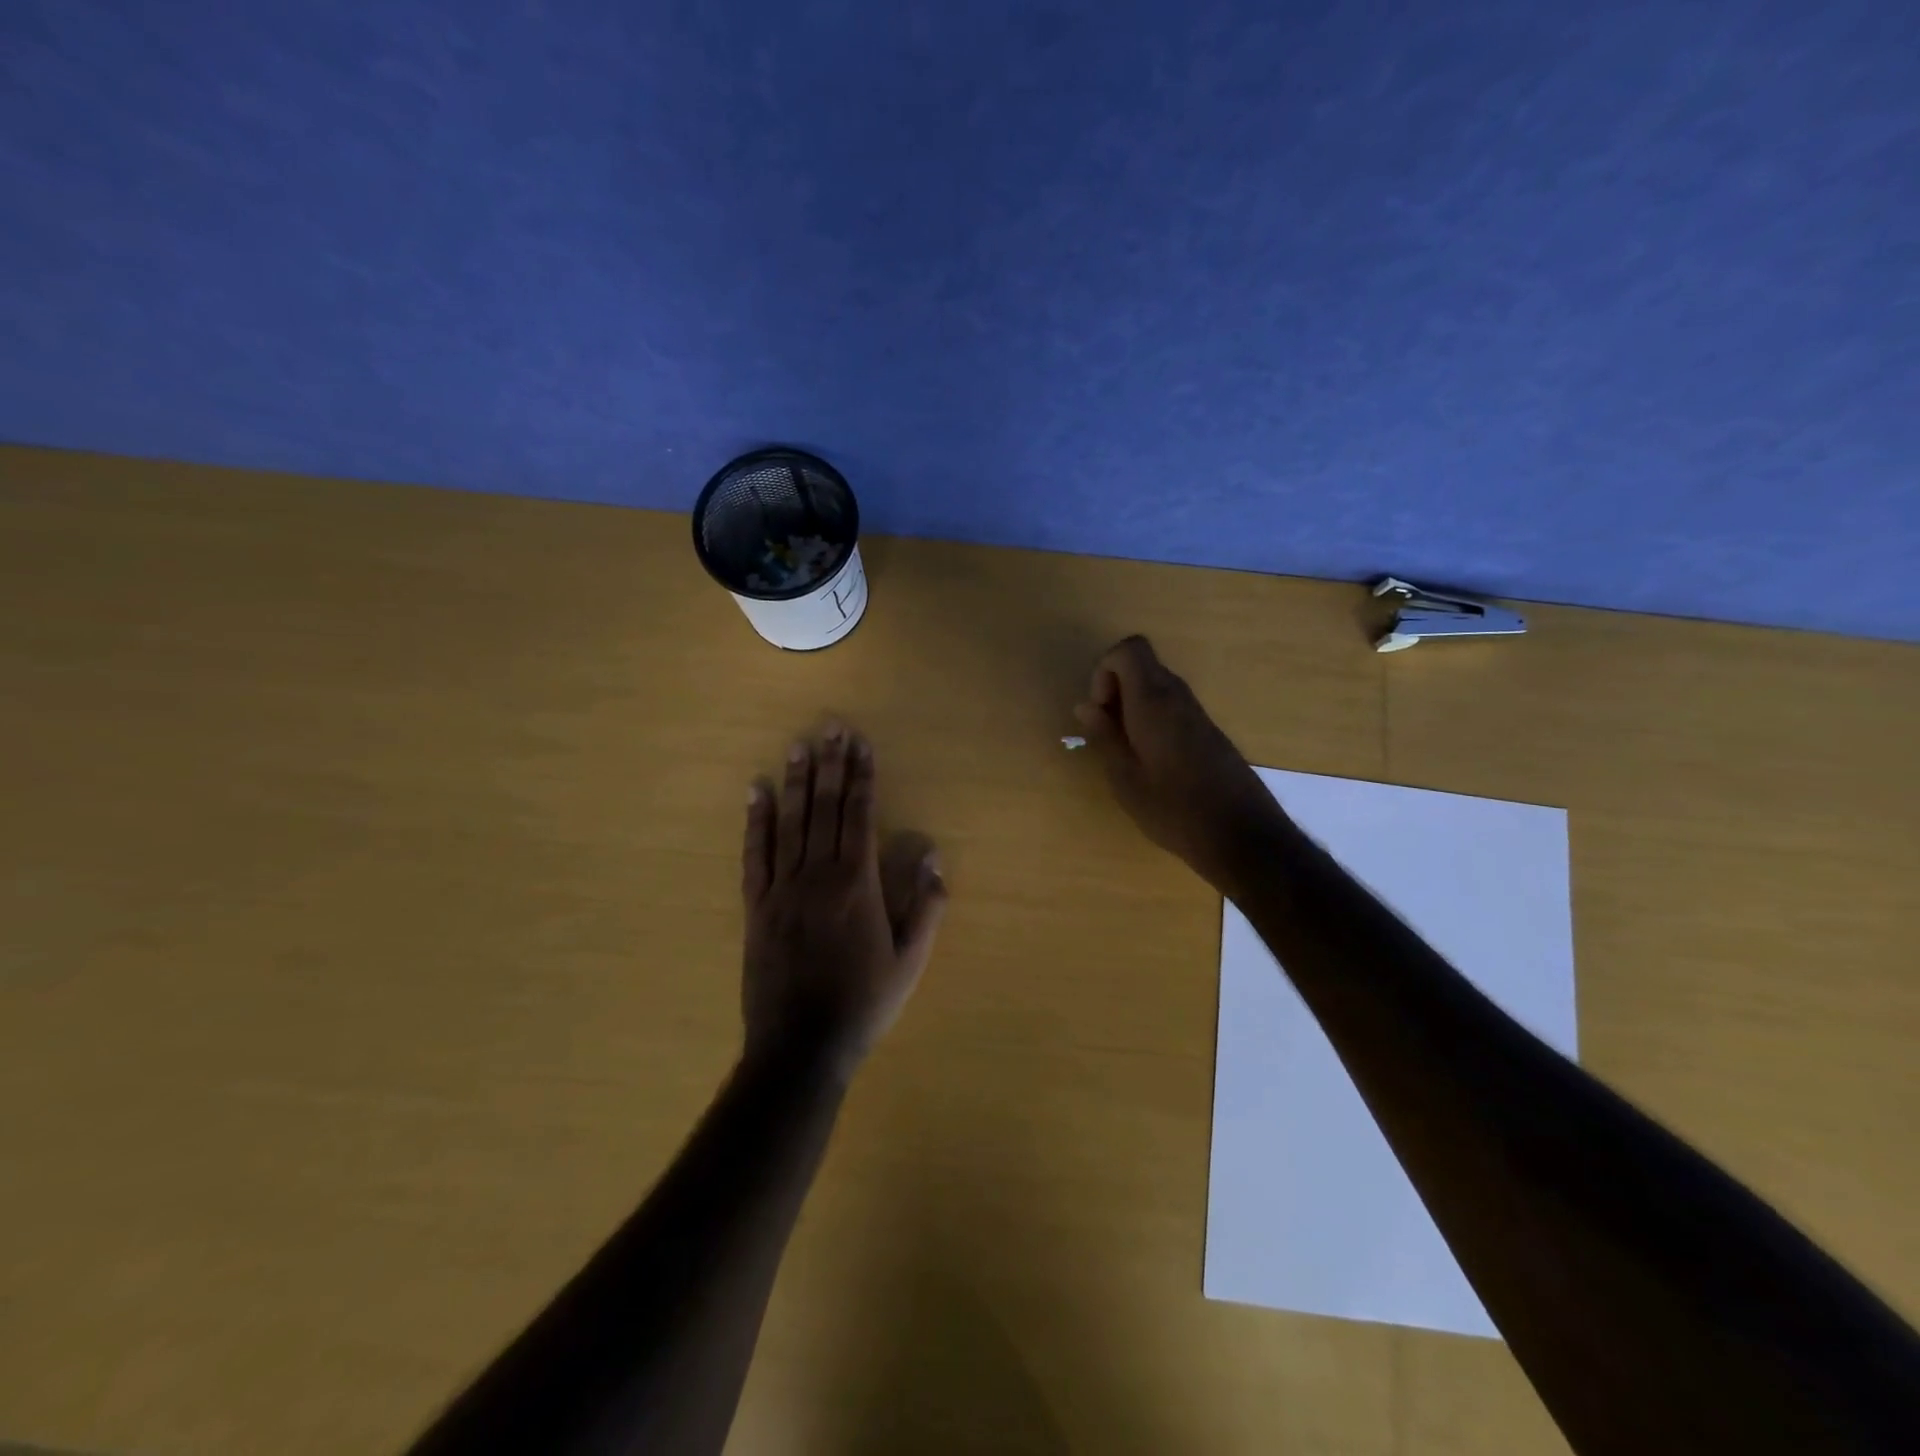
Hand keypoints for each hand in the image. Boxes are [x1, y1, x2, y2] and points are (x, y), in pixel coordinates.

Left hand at [740, 724, 946, 1079]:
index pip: (859, 815)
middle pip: (825, 808)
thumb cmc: (864, 1003)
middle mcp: (818, 875)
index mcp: (857, 884)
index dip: (862, 777)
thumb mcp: (910, 960)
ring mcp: (782, 888)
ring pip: (790, 822)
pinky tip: (757, 792)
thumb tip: (931, 854)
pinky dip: (756, 821)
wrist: (801, 1046)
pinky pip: (755, 854)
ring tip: (799, 745)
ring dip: (797, 781)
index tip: (861, 744)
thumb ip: (926, 906)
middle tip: (832, 727)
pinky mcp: (756, 906)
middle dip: (831, 765)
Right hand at [1073, 635, 1286, 893]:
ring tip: (1126, 752)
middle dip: (1115, 689)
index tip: (1100, 710)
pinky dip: (1151, 719)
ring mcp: (1197, 712)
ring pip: (1156, 686)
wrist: (1242, 835)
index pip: (1128, 650)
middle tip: (1108, 734)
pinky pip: (1171, 706)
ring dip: (1133, 706)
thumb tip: (1085, 705)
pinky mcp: (1208, 731)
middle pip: (1141, 665)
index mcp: (1153, 702)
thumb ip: (1104, 736)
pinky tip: (1151, 761)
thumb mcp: (1125, 779)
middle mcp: (1178, 696)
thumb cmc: (1175, 810)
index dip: (1104, 670)